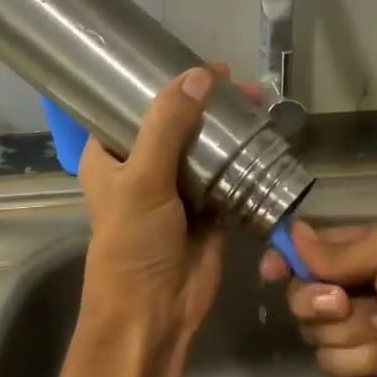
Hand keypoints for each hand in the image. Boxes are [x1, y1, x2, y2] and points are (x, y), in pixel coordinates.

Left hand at [77, 64, 257, 348]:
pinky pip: (228, 180)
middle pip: (177, 125)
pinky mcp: (208, 213)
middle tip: (242, 88)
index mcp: (109, 157)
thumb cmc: (133, 244)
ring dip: (230, 132)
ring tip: (260, 107)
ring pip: (206, 151)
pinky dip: (245, 164)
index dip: (162, 83)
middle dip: (208, 105)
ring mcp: (177, 192)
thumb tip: (198, 76)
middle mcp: (142, 169)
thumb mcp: (142, 179)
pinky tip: (267, 142)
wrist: (154, 312)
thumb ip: (167, 126)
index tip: (199, 64)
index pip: (132, 107)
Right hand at [258, 217, 376, 376]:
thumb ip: (341, 246)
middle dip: (320, 300)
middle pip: (302, 294)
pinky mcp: (362, 368)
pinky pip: (332, 363)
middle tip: (346, 302)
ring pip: (315, 332)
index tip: (273, 271)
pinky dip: (364, 359)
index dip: (287, 259)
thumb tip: (292, 235)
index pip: (310, 251)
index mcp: (367, 251)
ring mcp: (359, 331)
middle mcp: (357, 288)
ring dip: (354, 332)